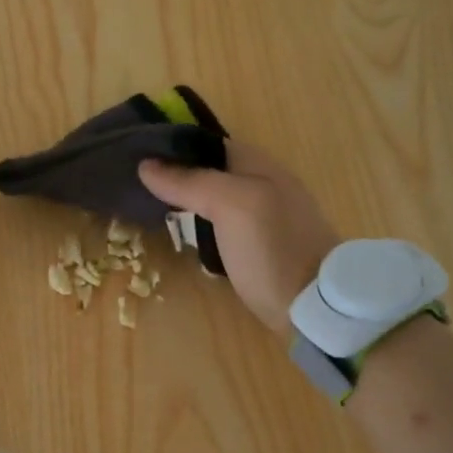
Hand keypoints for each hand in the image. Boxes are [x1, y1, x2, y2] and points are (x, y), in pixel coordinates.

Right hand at [139, 143, 338, 334]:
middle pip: (210, 171)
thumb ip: (191, 182)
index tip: (136, 156)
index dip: (173, 147)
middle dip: (176, 176)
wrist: (316, 308)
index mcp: (260, 165)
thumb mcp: (232, 206)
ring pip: (214, 199)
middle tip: (137, 188)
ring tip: (150, 210)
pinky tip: (183, 238)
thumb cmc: (274, 249)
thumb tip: (146, 165)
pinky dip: (200, 228)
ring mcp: (264, 218)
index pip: (207, 144)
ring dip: (185, 202)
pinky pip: (222, 226)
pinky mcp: (260, 248)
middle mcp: (263, 185)